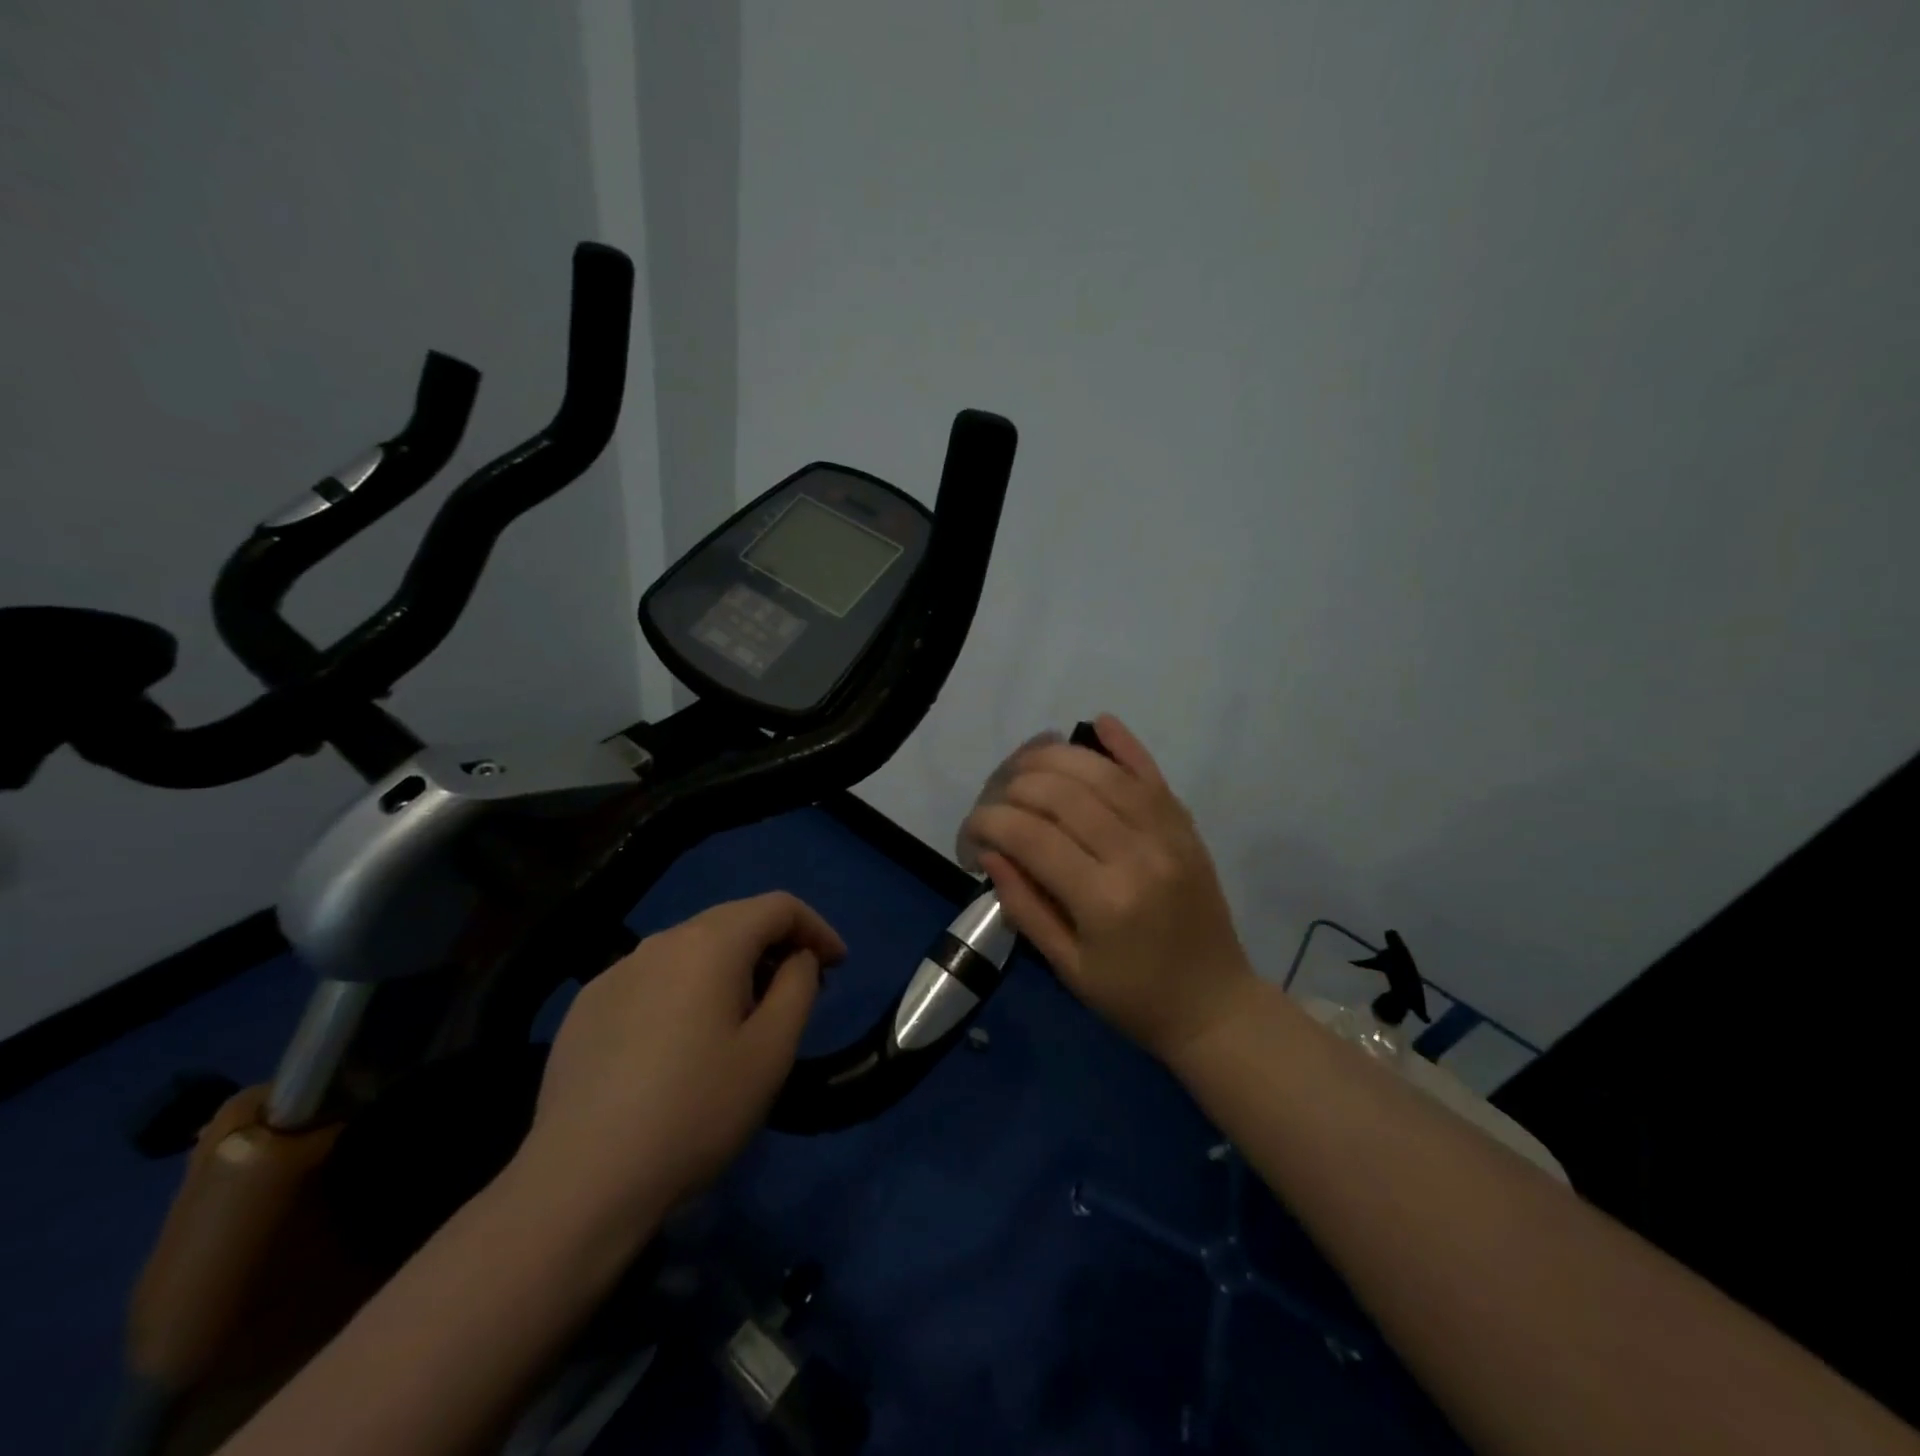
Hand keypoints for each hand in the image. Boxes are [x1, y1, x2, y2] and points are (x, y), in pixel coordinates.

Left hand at [516, 893, 846, 1234]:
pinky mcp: (586, 1007)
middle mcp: (660, 942)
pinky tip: (683, 1041)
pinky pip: (653, 979)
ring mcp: (615, 972)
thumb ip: (798, 986)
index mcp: (709, 944)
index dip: (816, 928)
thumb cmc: (695, 1112)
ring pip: (691, 949)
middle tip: (801, 989)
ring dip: (731, 967)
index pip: (777, 907)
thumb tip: (796, 959)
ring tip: (744, 1017)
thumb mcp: (771, 1051)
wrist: (581, 1184)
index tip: (838, 966)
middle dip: (776, 945)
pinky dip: (686, 990)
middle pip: (733, 921)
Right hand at [963, 714, 1257, 1068]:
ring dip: (1054, 758)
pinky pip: (1150, 773)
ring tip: (1023, 766)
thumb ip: (1025, 904)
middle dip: (1012, 788)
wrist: (1215, 1004)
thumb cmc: (1133, 997)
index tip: (969, 832)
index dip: (987, 822)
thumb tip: (990, 851)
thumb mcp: (1067, 966)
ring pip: (1100, 772)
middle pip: (1060, 792)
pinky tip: (1097, 723)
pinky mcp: (1185, 826)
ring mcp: (1167, 833)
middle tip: (993, 804)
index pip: (1029, 835)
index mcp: (1103, 899)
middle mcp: (1136, 853)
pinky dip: (1124, 744)